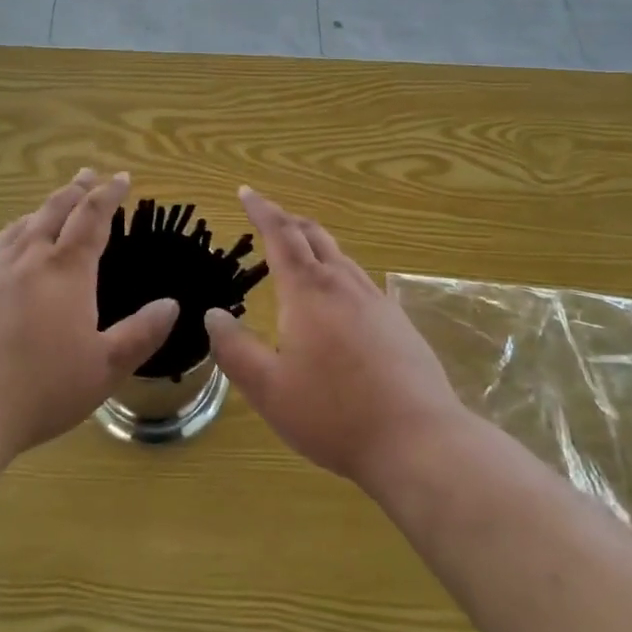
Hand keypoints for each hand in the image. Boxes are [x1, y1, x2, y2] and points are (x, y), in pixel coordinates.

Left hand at [0, 170, 177, 457]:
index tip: (121, 178)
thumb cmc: (40, 388)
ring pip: (21, 224)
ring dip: (42, 208)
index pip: (93, 217)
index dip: (109, 194)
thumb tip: (171, 305)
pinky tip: (6, 249)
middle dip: (76, 189)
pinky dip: (11, 236)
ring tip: (51, 206)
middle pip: (55, 209)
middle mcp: (29, 256)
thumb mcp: (104, 368)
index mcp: (67, 269)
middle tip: (88, 174)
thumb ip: (141, 334)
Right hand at [204, 186, 466, 487]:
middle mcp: (343, 284)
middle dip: (288, 221)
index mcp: (308, 292)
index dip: (261, 210)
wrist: (418, 439)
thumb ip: (235, 350)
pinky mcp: (398, 322)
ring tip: (299, 256)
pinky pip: (360, 281)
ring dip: (315, 245)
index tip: (246, 192)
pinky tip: (339, 301)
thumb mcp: (270, 389)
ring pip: (340, 256)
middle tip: (268, 218)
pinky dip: (338, 272)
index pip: (281, 234)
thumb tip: (213, 315)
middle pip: (314, 236)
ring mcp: (376, 301)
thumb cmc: (334, 414)